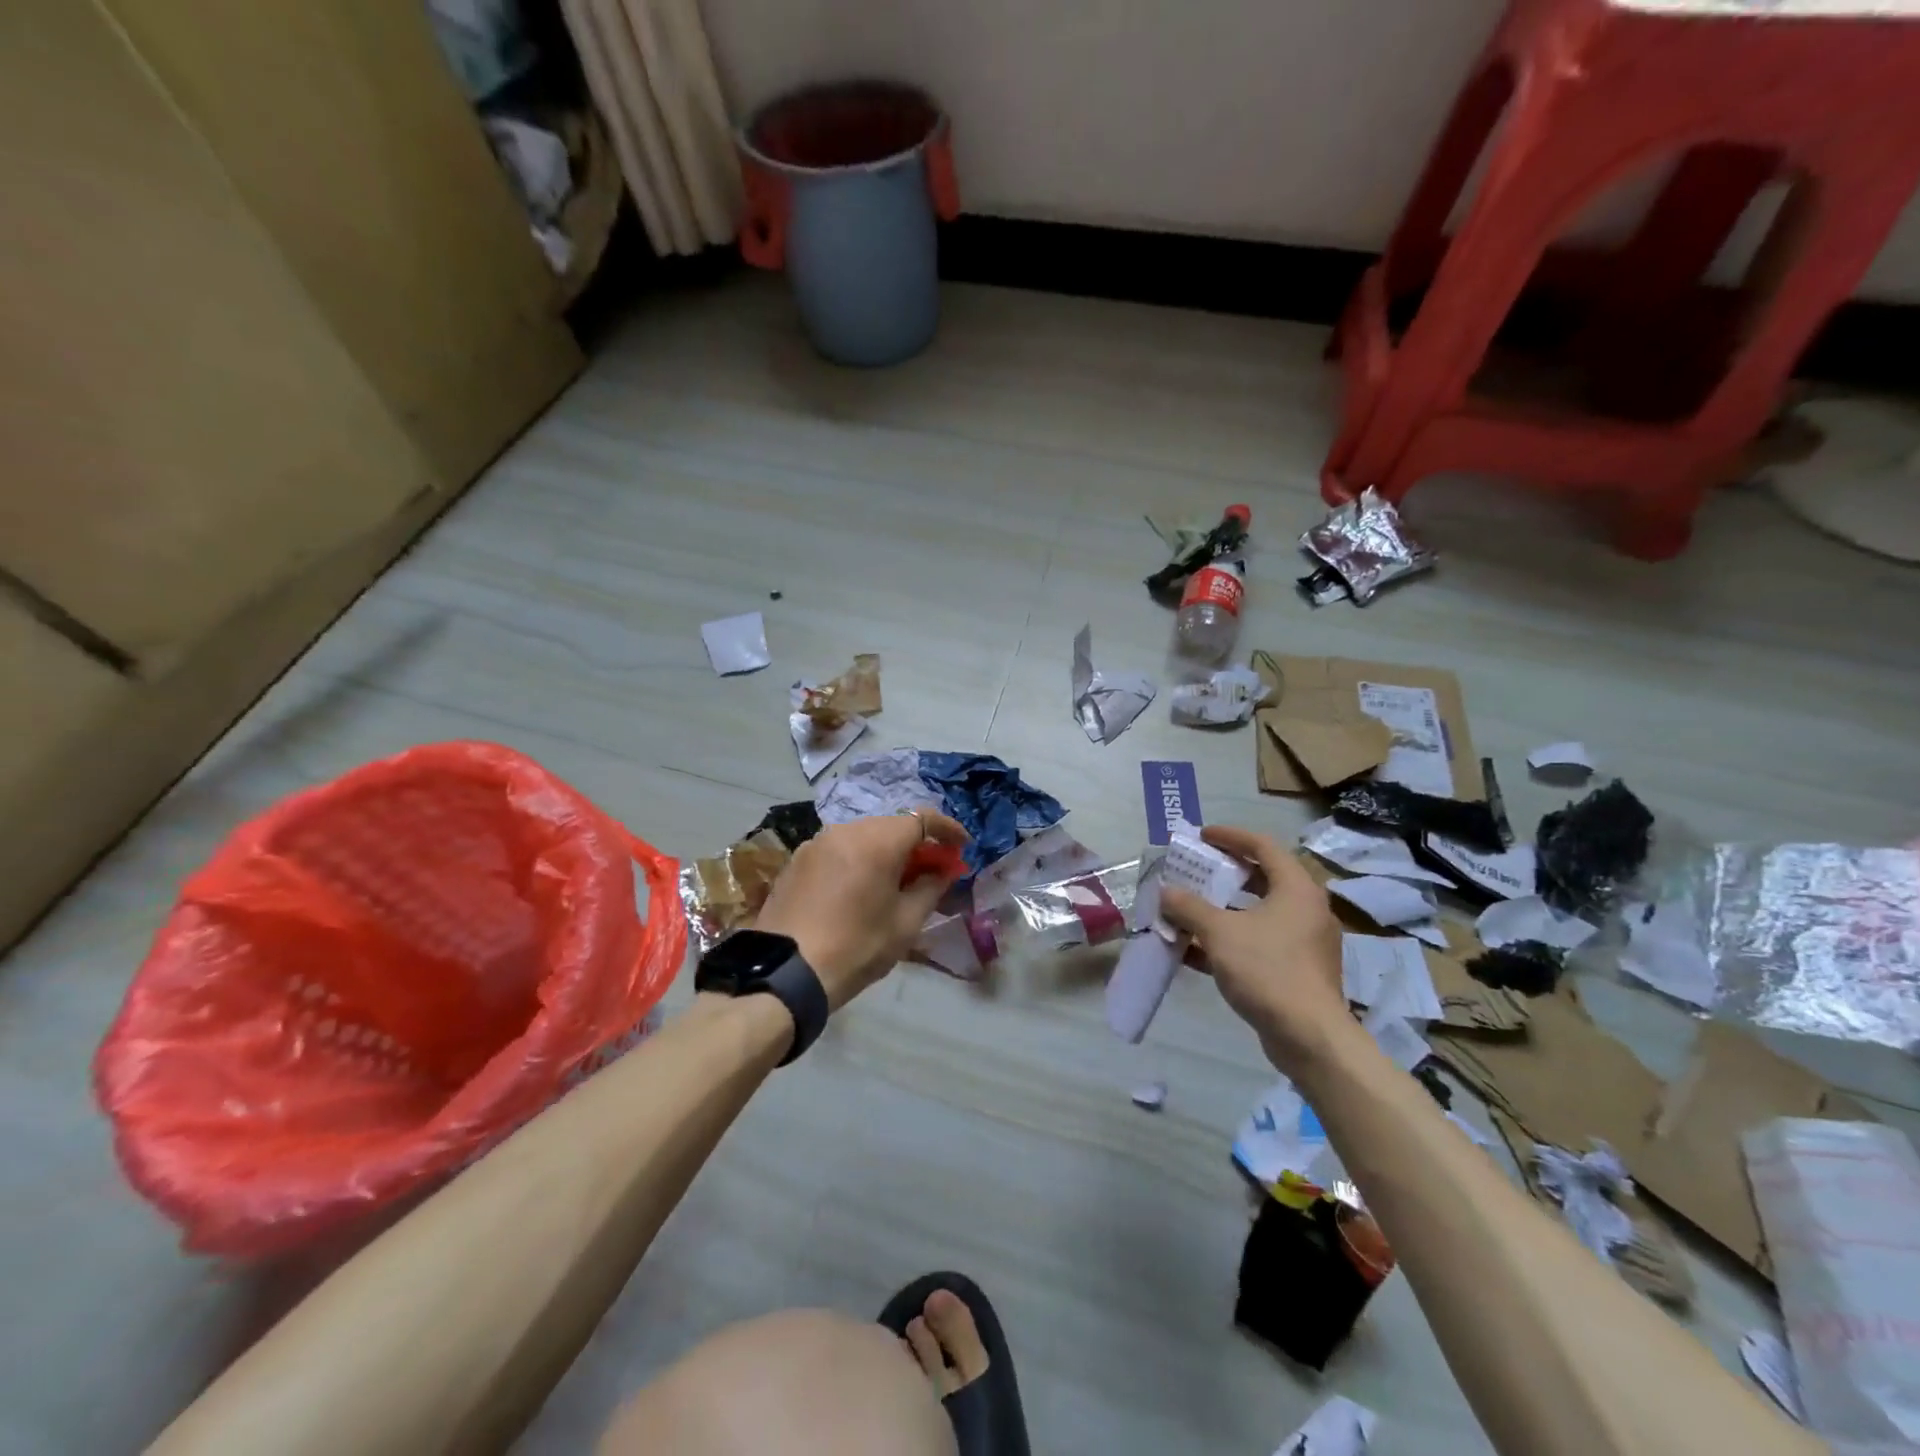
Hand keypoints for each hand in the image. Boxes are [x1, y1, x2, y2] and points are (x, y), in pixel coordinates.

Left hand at [755, 812, 969, 1009]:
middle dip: (917, 842)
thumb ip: (930, 888)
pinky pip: (840, 849)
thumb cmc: (856, 947)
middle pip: (892, 825)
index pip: (922, 818)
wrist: (786, 972)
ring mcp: (817, 843)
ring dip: (887, 850)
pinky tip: (863, 886)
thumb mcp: (905, 923)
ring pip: (864, 836)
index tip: (962, 846)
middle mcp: (846, 830)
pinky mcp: (798, 860)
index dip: (947, 829)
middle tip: (933, 868)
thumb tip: (943, 870)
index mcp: (877, 841)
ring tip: (898, 879)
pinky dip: (860, 859)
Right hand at [1158, 825, 1350, 1068]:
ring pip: (1259, 913)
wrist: (1309, 1037)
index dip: (1231, 836)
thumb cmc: (1267, 970)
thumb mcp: (1219, 932)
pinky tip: (1196, 951)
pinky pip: (1260, 942)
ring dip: (1223, 909)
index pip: (1263, 846)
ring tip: (1191, 908)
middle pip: (1263, 878)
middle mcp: (1307, 909)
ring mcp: (1305, 942)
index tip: (1202, 836)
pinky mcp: (1299, 970)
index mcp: (1296, 889)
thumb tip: (1166, 892)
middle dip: (1225, 873)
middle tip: (1196, 870)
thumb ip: (1189, 907)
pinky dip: (1230, 939)